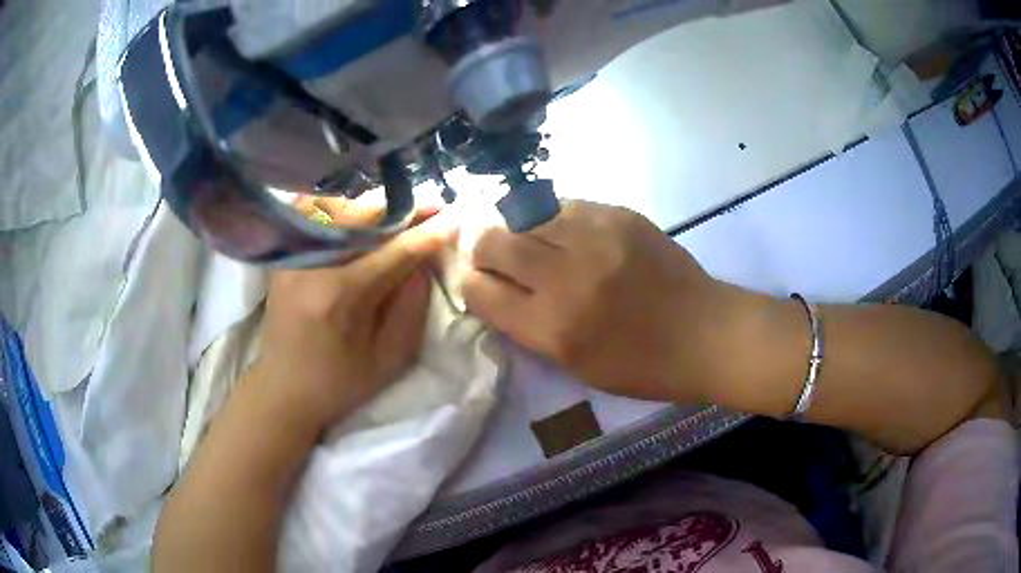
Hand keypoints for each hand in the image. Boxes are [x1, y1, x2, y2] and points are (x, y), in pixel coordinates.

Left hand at [250, 206, 453, 434]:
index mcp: (338, 295)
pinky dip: (345, 209)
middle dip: (405, 209)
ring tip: (406, 211)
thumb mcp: (388, 359)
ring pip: (340, 208)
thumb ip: (412, 307)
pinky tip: (365, 215)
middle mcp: (311, 263)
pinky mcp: (284, 255)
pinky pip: (317, 215)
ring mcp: (292, 254)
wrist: (282, 389)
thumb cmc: (338, 384)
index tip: (456, 219)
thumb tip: (425, 261)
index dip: (427, 234)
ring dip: (377, 206)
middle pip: (364, 217)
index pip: (393, 252)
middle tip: (435, 206)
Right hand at [463, 200, 733, 402]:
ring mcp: (594, 237)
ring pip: (524, 213)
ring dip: (513, 224)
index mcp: (552, 328)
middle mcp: (566, 277)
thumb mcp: (574, 365)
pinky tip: (560, 228)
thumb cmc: (640, 365)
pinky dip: (550, 216)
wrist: (704, 332)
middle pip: (493, 241)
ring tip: (522, 235)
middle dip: (479, 244)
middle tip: (487, 248)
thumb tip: (494, 288)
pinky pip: (563, 204)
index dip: (467, 282)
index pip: (480, 291)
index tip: (473, 278)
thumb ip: (528, 325)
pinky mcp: (618, 214)